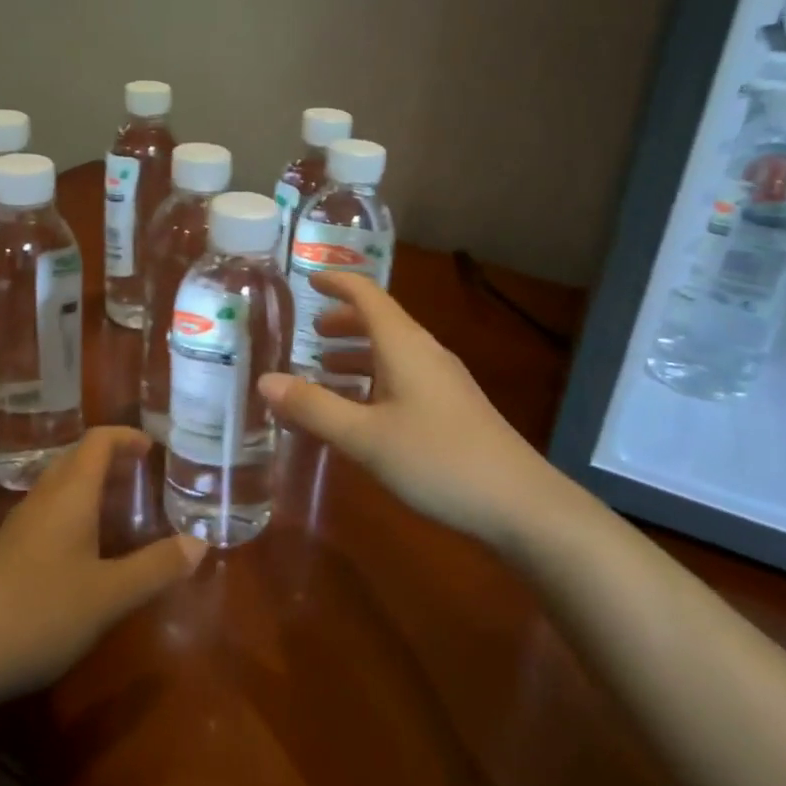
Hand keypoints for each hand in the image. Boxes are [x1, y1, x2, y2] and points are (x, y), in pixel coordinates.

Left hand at [0, 428, 206, 707]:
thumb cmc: (38, 613)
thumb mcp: (109, 596)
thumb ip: (156, 568)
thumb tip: (200, 543)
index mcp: (69, 495)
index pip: (97, 441)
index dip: (126, 437)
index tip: (153, 447)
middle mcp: (43, 499)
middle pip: (77, 459)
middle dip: (112, 458)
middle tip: (144, 474)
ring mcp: (20, 526)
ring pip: (61, 487)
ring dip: (92, 485)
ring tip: (122, 507)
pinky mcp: (6, 553)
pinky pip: (49, 513)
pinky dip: (76, 512)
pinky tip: (86, 549)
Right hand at [259, 273, 560, 543]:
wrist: (520, 504)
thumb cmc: (437, 459)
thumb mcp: (365, 436)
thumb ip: (313, 408)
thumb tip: (265, 380)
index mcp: (404, 345)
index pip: (367, 295)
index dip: (337, 283)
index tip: (307, 280)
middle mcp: (425, 353)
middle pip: (379, 322)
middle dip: (341, 323)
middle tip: (308, 335)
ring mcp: (442, 381)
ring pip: (391, 353)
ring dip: (356, 355)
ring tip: (322, 372)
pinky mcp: (451, 408)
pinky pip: (402, 378)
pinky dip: (372, 381)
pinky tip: (359, 412)